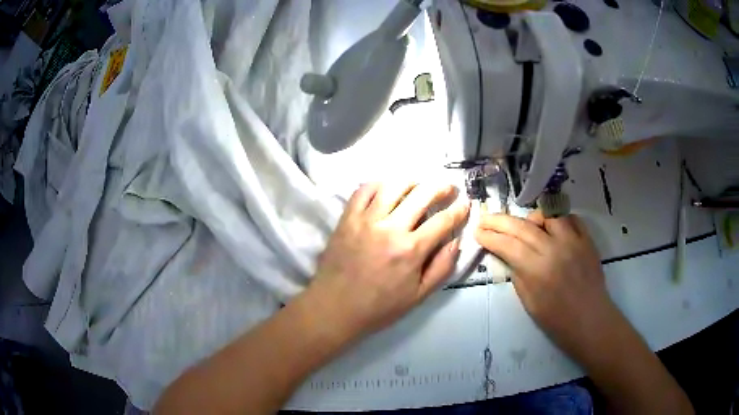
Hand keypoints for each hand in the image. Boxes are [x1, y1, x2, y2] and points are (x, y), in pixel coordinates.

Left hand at [308, 182, 469, 338]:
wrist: (335, 308)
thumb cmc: (380, 307)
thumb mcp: (419, 296)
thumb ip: (441, 268)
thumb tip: (456, 241)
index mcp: (411, 250)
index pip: (443, 221)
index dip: (459, 210)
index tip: (466, 203)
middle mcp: (390, 228)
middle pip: (421, 195)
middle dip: (441, 187)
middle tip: (448, 187)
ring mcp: (366, 220)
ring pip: (393, 186)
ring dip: (412, 181)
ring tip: (419, 185)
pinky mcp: (347, 218)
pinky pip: (363, 190)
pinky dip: (378, 184)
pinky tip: (386, 189)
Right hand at [474, 210, 617, 358]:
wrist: (590, 320)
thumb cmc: (557, 320)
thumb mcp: (528, 302)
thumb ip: (518, 274)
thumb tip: (507, 254)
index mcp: (537, 270)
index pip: (507, 244)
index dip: (489, 237)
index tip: (478, 232)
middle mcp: (554, 249)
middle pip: (522, 226)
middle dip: (499, 221)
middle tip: (486, 219)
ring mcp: (573, 241)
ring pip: (548, 214)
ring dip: (531, 218)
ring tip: (525, 225)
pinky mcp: (587, 240)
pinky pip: (571, 218)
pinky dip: (558, 218)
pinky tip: (551, 227)